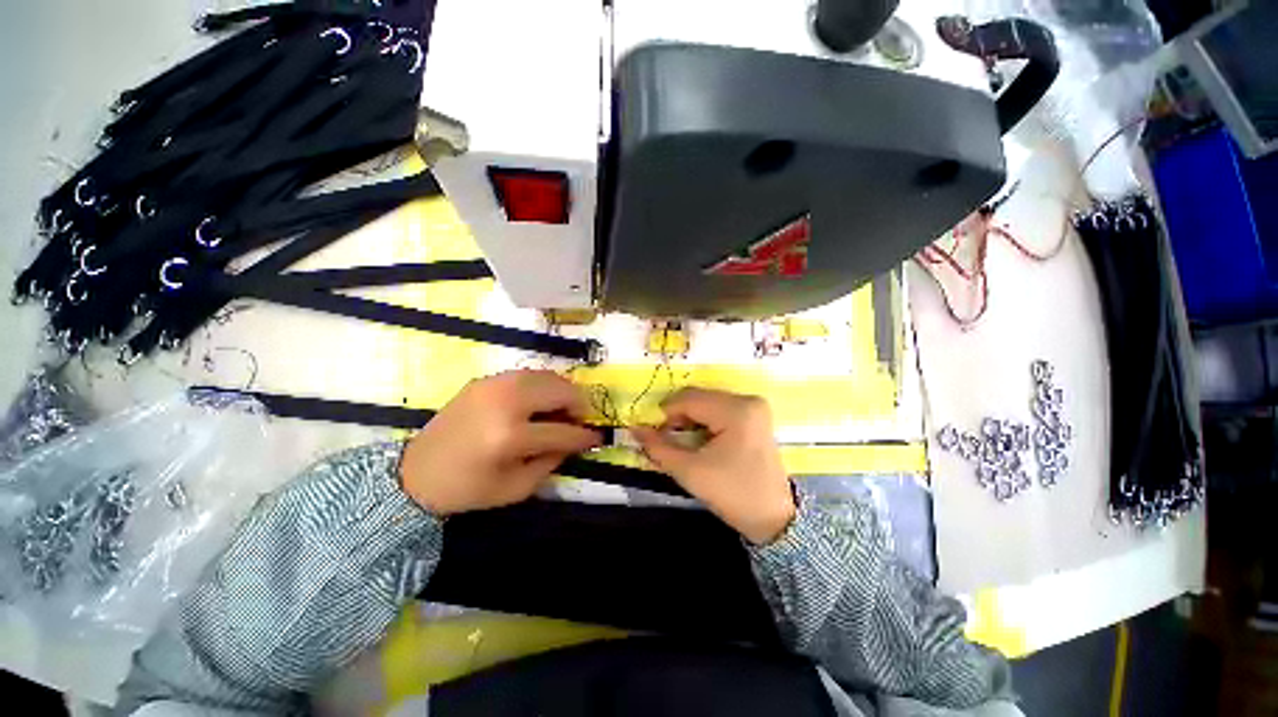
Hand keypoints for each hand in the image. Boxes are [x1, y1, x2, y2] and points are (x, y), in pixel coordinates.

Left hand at [399, 370, 601, 514]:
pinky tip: (541, 401)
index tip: (597, 437)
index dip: (584, 436)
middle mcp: (504, 402)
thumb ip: (551, 462)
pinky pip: (527, 374)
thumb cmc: (467, 489)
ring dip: (562, 391)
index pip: (562, 431)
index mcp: (509, 436)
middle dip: (578, 405)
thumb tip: (574, 441)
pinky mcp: (485, 380)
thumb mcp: (516, 488)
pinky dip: (542, 385)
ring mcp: (493, 385)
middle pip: (559, 391)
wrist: (414, 473)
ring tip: (563, 409)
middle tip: (580, 420)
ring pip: (546, 376)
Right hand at [632, 388, 794, 544]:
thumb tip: (634, 429)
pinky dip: (704, 421)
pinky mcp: (755, 416)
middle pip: (699, 398)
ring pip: (708, 402)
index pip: (689, 399)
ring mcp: (754, 407)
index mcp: (736, 410)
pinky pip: (720, 409)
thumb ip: (659, 447)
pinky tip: (700, 440)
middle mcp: (748, 400)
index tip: (653, 434)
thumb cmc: (732, 494)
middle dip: (678, 416)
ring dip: (690, 418)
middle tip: (666, 439)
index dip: (665, 414)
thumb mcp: (690, 472)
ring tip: (683, 442)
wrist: (773, 518)